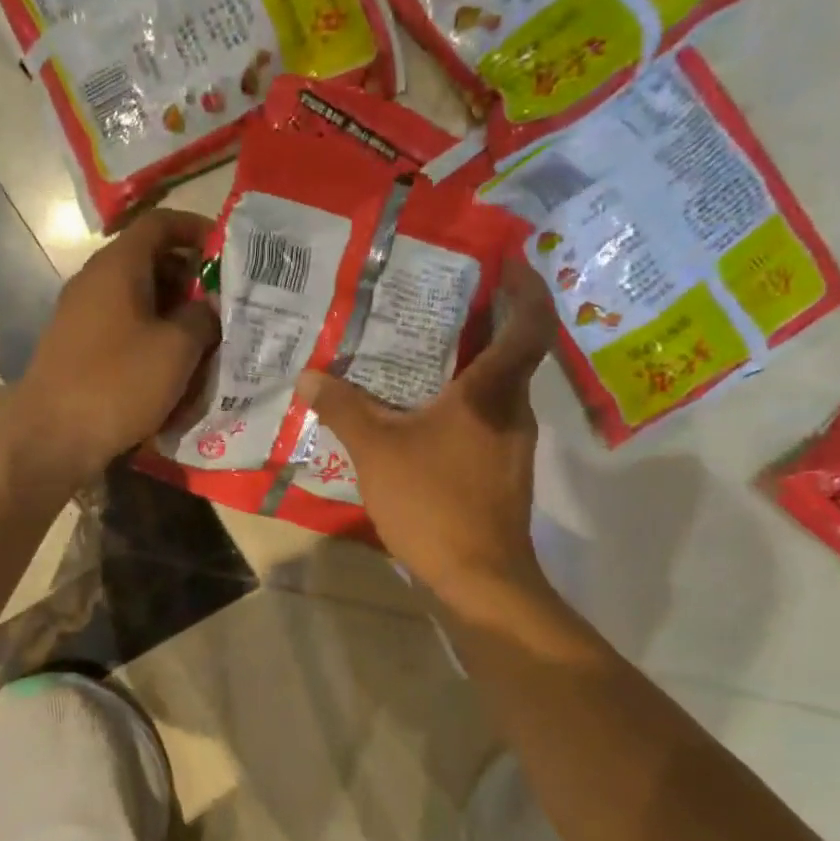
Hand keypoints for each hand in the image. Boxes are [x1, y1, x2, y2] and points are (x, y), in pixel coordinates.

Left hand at [6, 208, 218, 494]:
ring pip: (137, 296)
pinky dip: (151, 333)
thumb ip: (202, 318)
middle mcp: (95, 280)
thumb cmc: (119, 383)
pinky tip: (172, 364)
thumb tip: (208, 308)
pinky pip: (123, 325)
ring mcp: (81, 314)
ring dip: (173, 309)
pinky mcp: (77, 346)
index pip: (159, 224)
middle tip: (223, 302)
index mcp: (118, 266)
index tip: (228, 251)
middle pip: (149, 260)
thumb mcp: (177, 349)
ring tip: (205, 336)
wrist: (52, 437)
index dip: (196, 229)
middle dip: (190, 276)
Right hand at [296, 256, 555, 608]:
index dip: (526, 287)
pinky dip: (461, 403)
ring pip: (497, 388)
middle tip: (438, 300)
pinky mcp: (502, 471)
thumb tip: (309, 376)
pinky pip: (485, 418)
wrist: (478, 579)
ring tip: (420, 352)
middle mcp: (514, 410)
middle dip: (483, 321)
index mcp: (493, 392)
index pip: (530, 324)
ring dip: (468, 365)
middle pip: (511, 351)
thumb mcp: (377, 450)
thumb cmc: (434, 502)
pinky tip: (422, 414)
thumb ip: (343, 408)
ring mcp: (513, 444)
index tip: (507, 261)